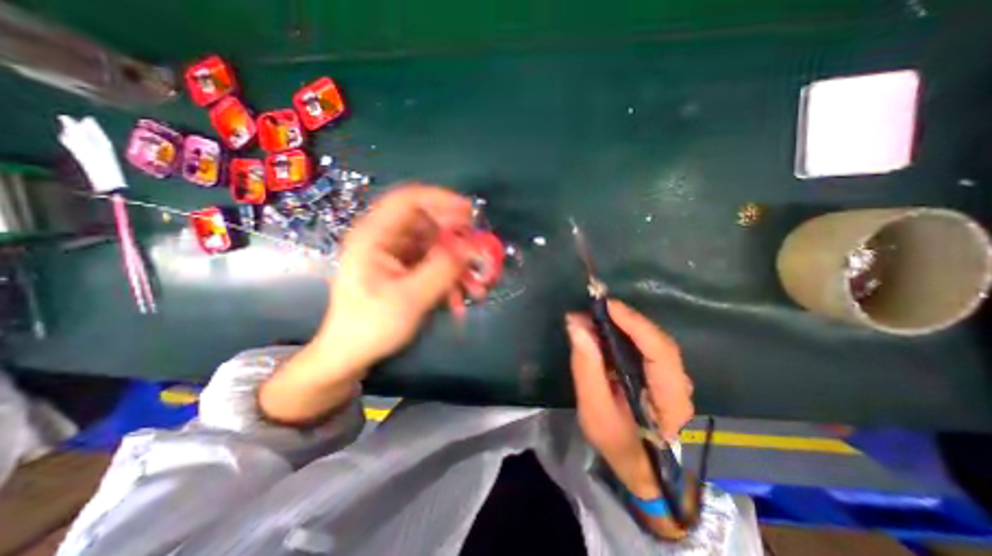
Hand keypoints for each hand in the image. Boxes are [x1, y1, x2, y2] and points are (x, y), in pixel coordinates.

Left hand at [316, 184, 473, 373]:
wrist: (351, 354)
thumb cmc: (371, 326)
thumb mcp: (410, 298)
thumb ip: (443, 269)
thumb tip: (471, 247)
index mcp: (374, 236)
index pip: (409, 199)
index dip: (441, 200)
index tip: (471, 213)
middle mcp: (385, 239)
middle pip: (427, 223)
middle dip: (457, 239)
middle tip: (481, 252)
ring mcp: (395, 255)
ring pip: (435, 247)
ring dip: (457, 265)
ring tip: (476, 287)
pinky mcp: (404, 269)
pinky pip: (433, 264)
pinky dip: (449, 278)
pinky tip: (459, 300)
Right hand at [566, 299, 695, 499]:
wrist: (643, 469)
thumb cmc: (619, 446)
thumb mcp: (595, 412)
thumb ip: (587, 369)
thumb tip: (577, 326)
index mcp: (670, 399)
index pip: (660, 350)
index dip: (634, 323)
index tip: (606, 305)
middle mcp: (679, 383)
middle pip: (657, 340)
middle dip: (626, 319)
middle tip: (595, 307)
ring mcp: (673, 377)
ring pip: (652, 339)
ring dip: (625, 323)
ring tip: (596, 315)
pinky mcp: (661, 374)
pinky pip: (645, 346)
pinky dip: (625, 332)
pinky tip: (606, 329)